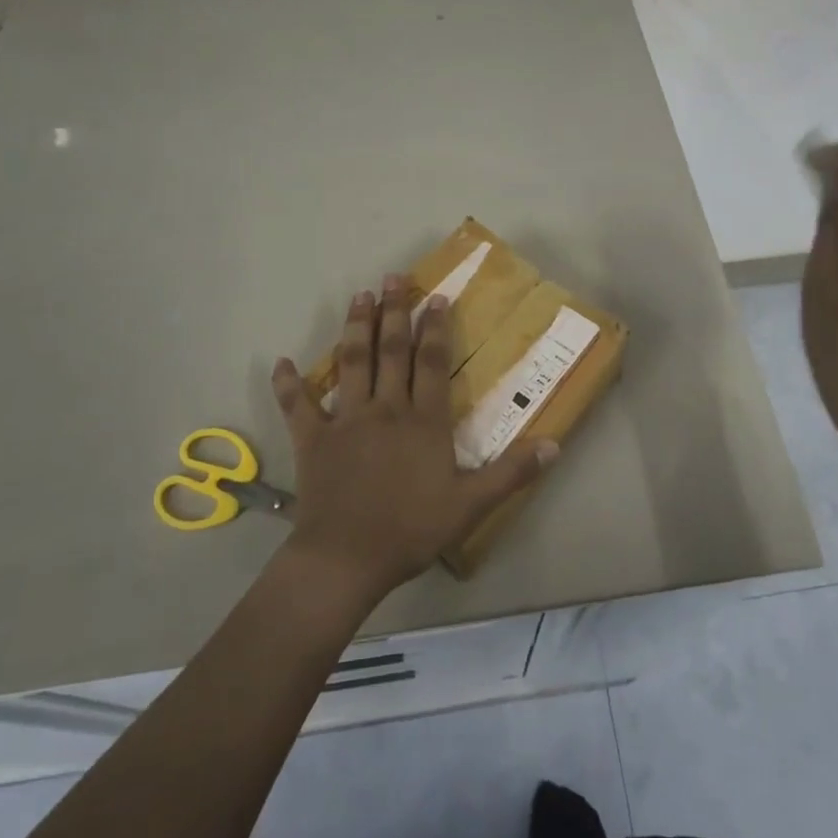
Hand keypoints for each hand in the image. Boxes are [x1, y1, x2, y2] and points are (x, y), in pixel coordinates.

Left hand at [269, 275, 557, 604]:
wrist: (346, 559)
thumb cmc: (411, 530)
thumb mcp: (471, 505)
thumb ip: (512, 472)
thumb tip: (555, 445)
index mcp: (422, 420)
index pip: (431, 362)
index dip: (434, 327)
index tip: (435, 297)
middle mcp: (385, 408)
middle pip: (391, 351)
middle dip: (394, 311)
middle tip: (393, 278)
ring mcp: (346, 420)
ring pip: (351, 363)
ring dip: (355, 327)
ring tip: (360, 296)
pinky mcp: (313, 439)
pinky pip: (297, 406)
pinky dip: (288, 384)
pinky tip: (282, 363)